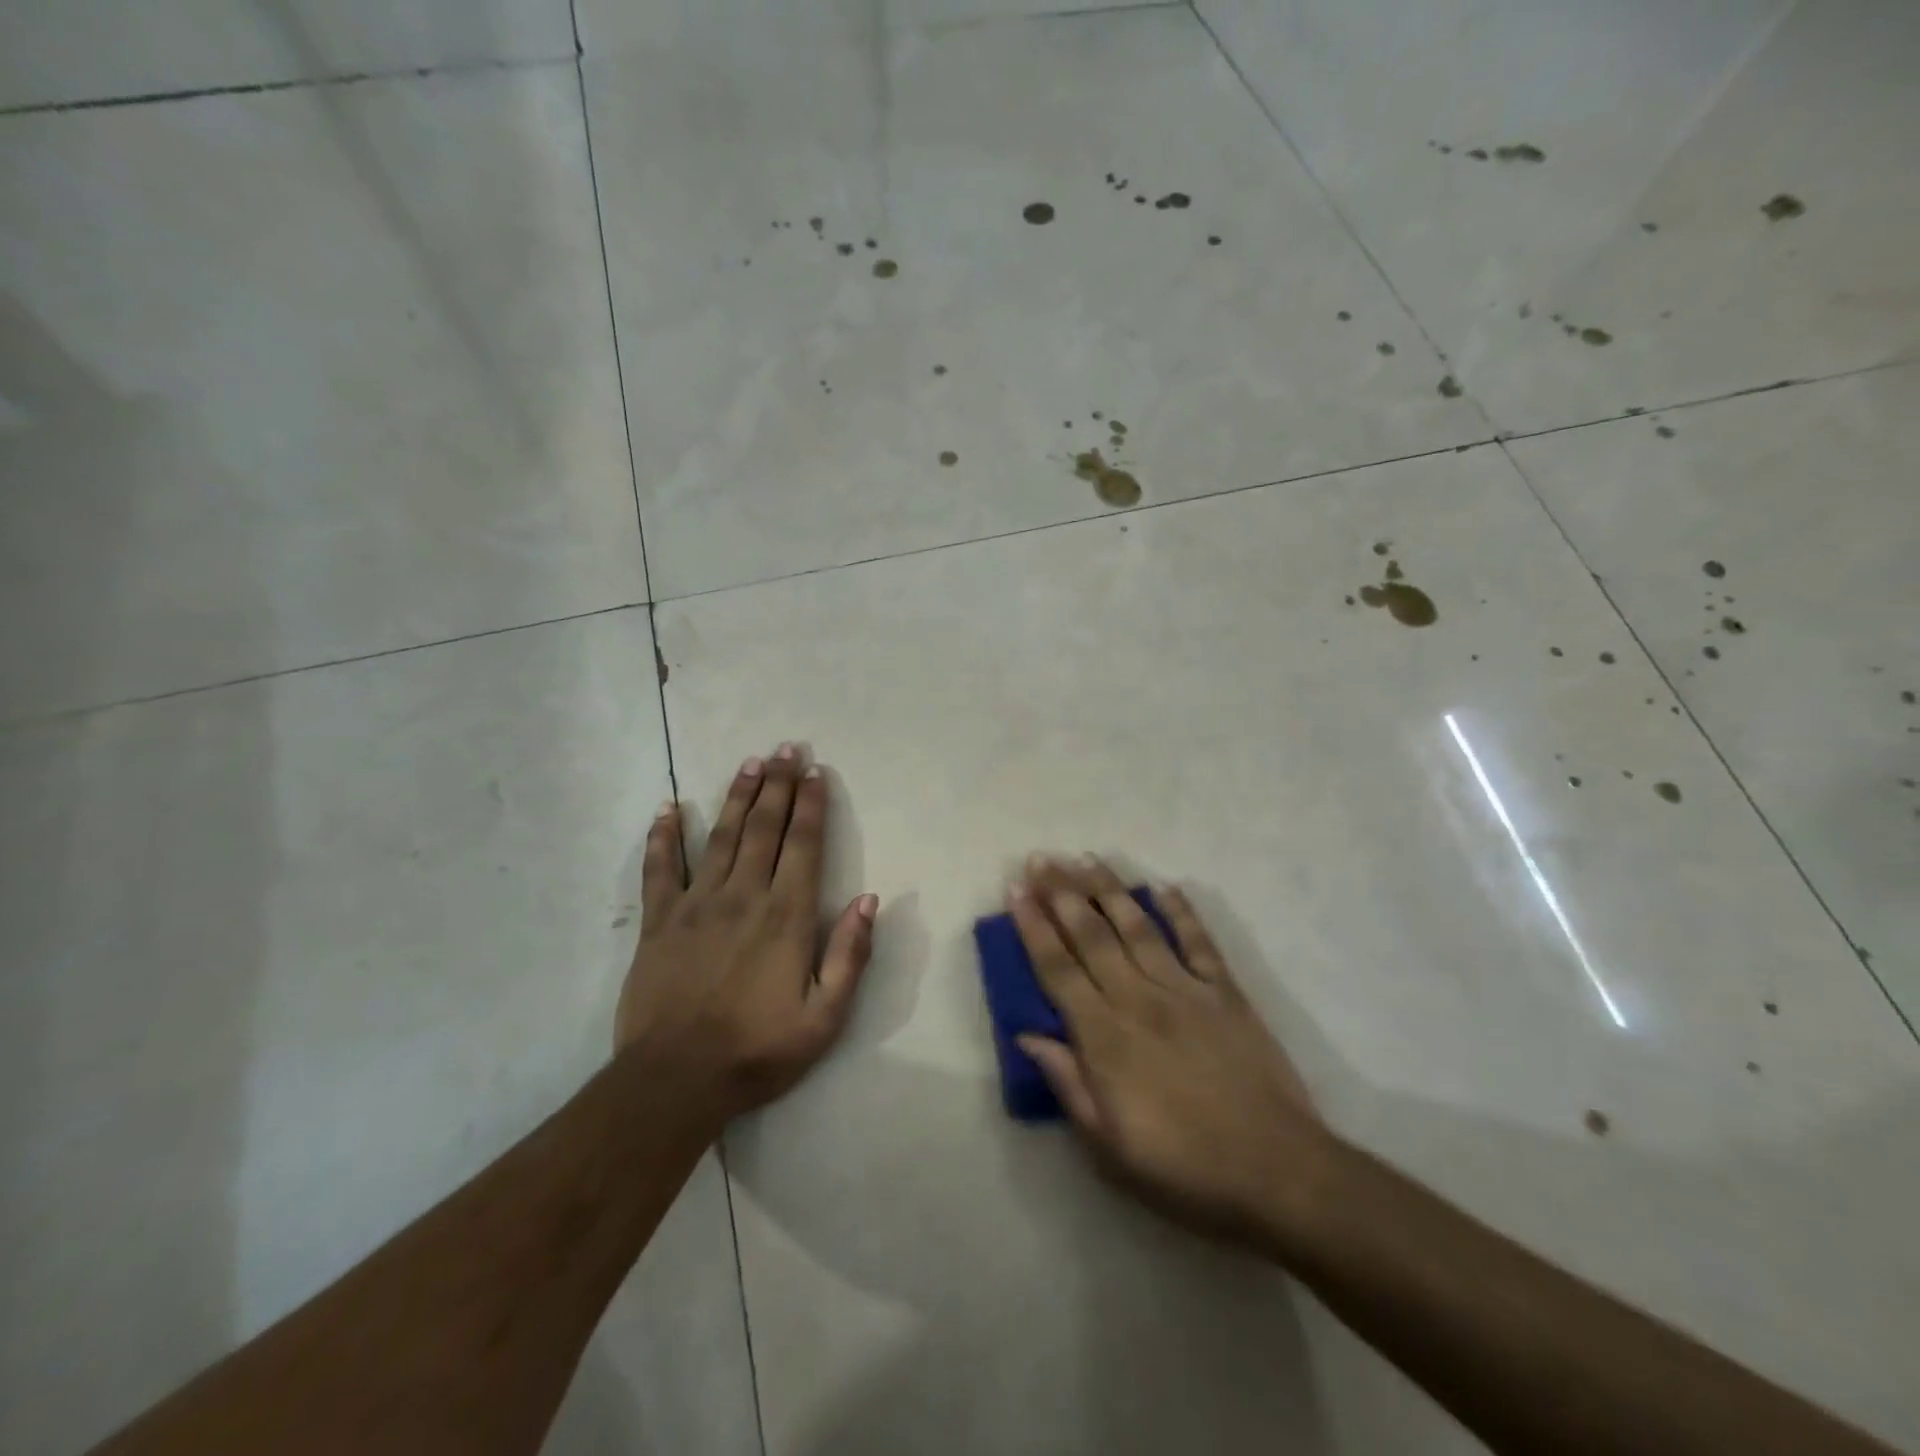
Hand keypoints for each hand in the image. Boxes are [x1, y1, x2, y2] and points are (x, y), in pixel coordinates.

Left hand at [615, 744, 877, 1124]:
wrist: (675, 1082)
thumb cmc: (758, 1050)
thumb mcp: (825, 1017)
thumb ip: (850, 955)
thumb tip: (870, 900)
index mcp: (786, 916)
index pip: (804, 845)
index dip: (811, 804)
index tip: (815, 771)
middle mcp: (743, 896)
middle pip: (764, 828)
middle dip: (777, 785)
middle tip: (785, 748)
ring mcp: (696, 905)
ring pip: (720, 836)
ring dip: (736, 796)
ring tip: (748, 763)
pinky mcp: (659, 922)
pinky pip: (659, 869)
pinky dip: (662, 836)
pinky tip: (667, 808)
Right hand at [1008, 856, 1334, 1250]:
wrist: (1278, 1174)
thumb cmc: (1183, 1170)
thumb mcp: (1108, 1148)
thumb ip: (1068, 1083)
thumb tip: (1028, 1034)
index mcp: (1104, 1037)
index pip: (1057, 969)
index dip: (1033, 927)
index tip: (1016, 890)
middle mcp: (1138, 999)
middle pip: (1092, 935)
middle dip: (1062, 893)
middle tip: (1041, 859)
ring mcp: (1185, 990)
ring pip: (1138, 927)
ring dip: (1109, 889)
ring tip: (1086, 858)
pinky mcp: (1226, 993)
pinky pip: (1199, 942)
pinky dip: (1182, 911)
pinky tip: (1166, 887)